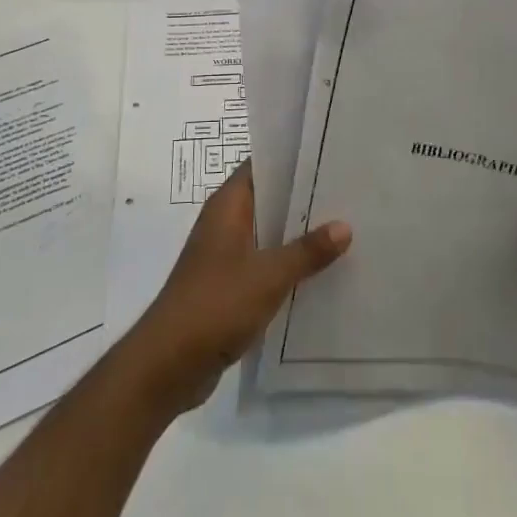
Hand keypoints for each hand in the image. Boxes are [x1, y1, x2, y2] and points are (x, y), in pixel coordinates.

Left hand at [124, 160, 351, 416]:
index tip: (329, 152)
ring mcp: (224, 256)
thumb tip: (345, 226)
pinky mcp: (228, 286)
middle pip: (268, 199)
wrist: (168, 364)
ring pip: (268, 233)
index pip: (261, 165)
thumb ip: (307, 251)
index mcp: (227, 206)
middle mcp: (224, 224)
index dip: (292, 156)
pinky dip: (288, 264)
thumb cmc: (216, 304)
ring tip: (344, 227)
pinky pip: (264, 264)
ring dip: (298, 233)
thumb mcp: (269, 275)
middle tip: (348, 190)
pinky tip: (320, 271)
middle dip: (304, 196)